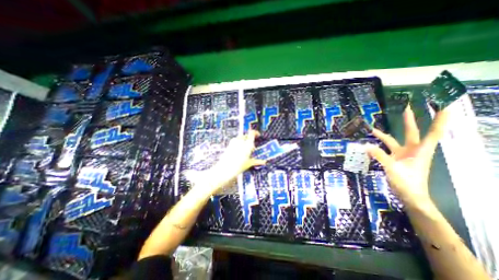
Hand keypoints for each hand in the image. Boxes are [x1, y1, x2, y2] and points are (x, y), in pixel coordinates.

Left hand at [214, 129, 268, 180]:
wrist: (225, 169)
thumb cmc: (238, 167)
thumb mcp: (249, 163)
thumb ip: (257, 161)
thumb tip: (264, 162)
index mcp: (247, 144)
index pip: (252, 133)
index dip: (255, 133)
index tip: (258, 135)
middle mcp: (241, 141)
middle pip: (246, 135)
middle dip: (250, 139)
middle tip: (252, 146)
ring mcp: (234, 142)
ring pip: (241, 137)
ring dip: (244, 141)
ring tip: (245, 149)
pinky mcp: (229, 145)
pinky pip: (235, 140)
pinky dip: (239, 143)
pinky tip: (239, 150)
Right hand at [366, 107, 450, 208]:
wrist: (409, 196)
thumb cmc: (408, 183)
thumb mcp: (393, 169)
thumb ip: (379, 156)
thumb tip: (366, 145)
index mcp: (420, 151)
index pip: (433, 132)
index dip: (439, 119)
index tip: (443, 105)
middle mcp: (413, 150)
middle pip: (412, 132)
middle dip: (409, 120)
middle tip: (407, 107)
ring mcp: (403, 155)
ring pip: (393, 141)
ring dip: (384, 134)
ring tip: (373, 129)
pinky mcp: (394, 159)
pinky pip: (384, 149)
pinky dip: (377, 146)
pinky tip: (368, 145)